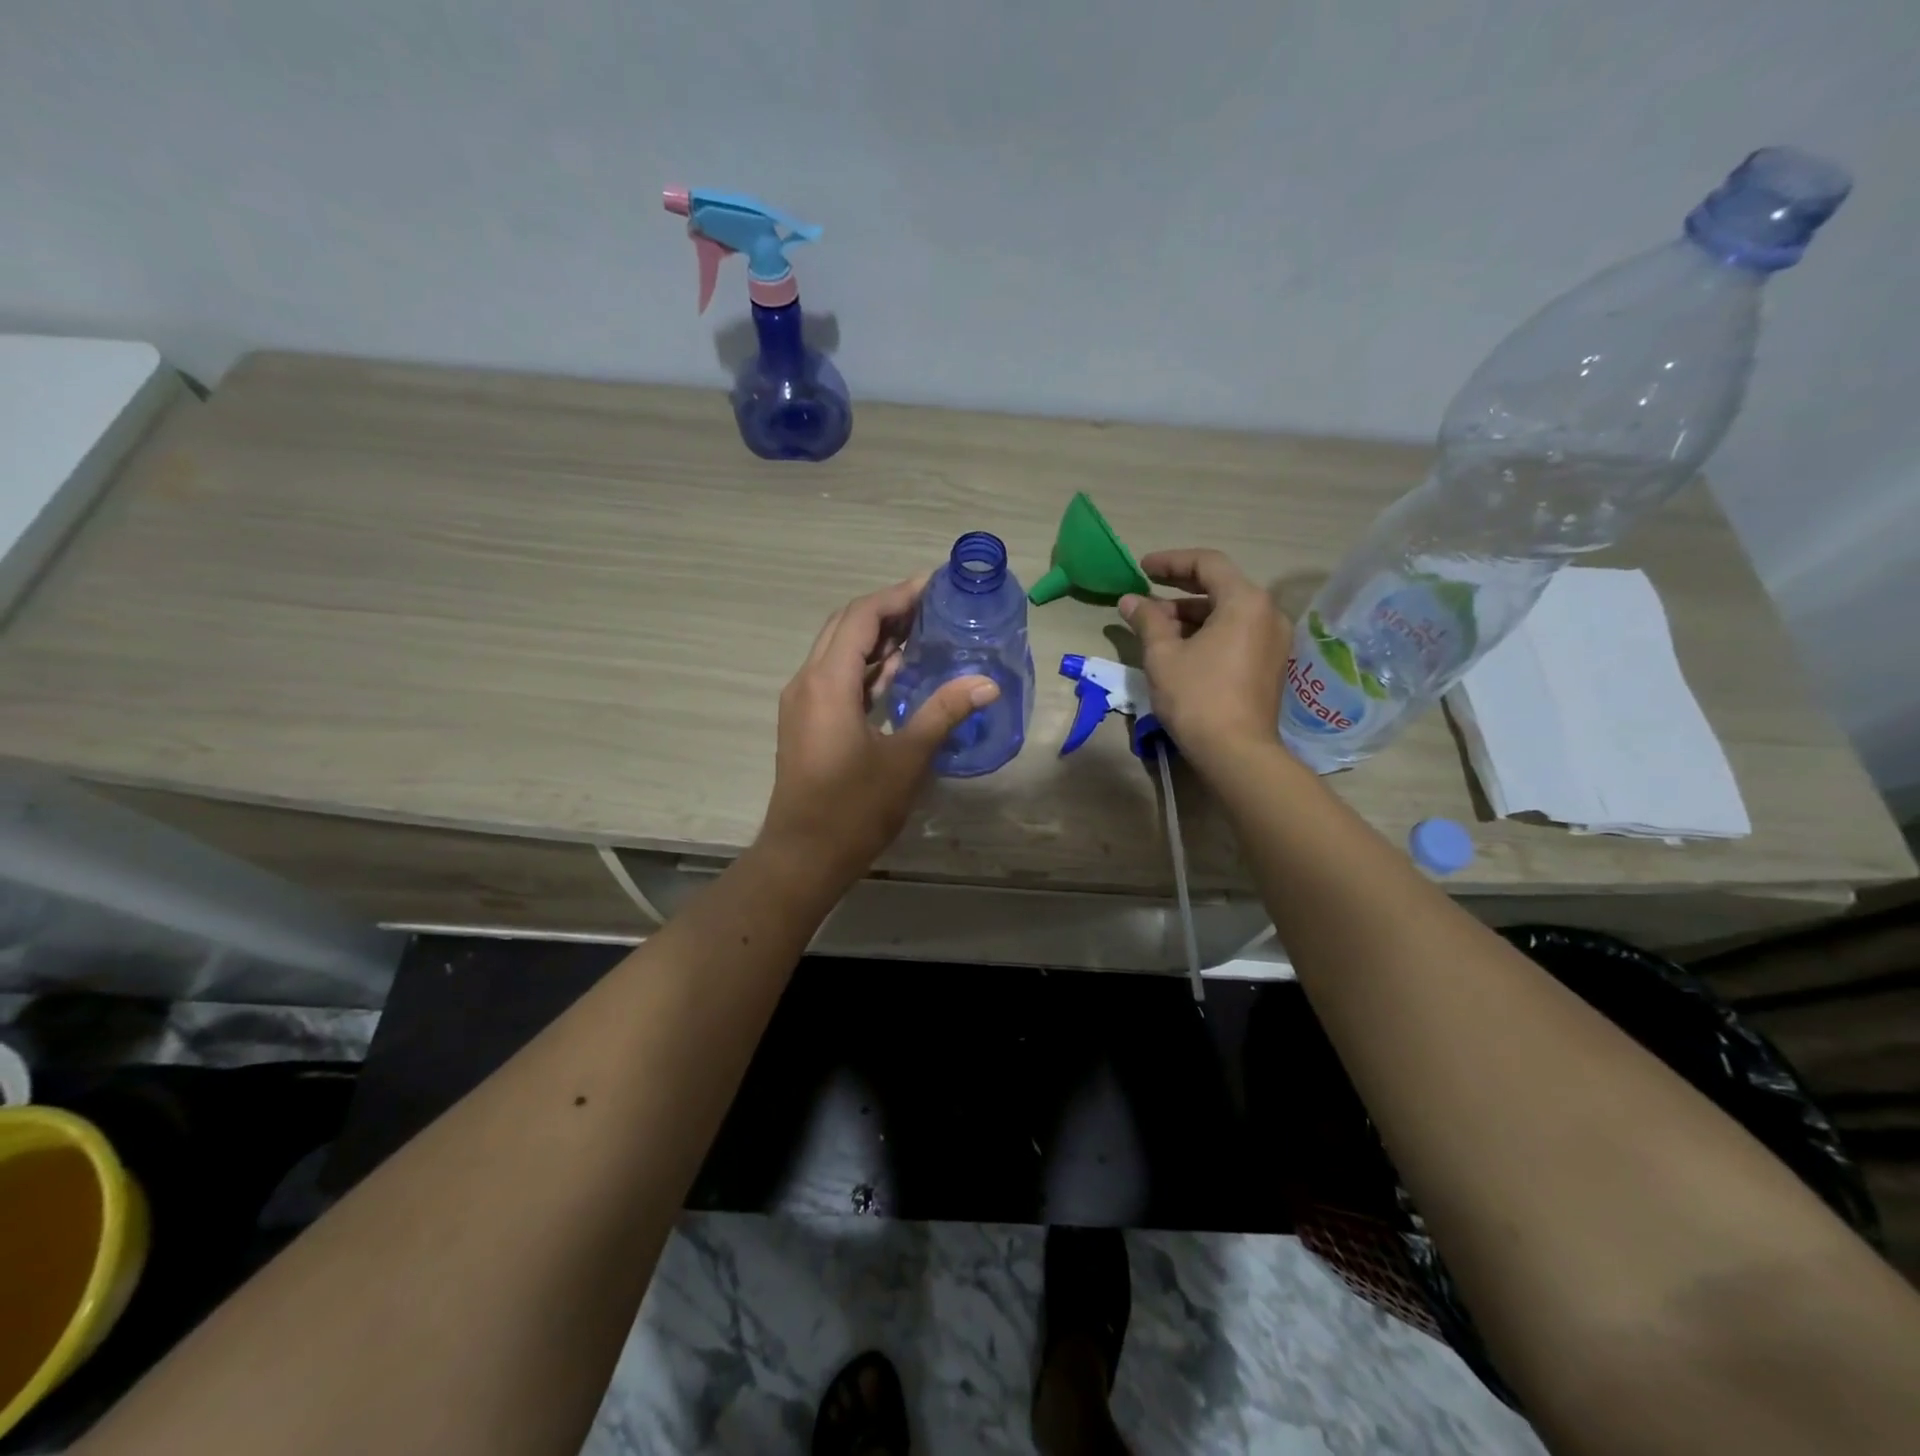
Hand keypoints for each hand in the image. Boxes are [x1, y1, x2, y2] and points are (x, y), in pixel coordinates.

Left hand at [758, 576, 998, 886]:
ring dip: (875, 638)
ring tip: (921, 631)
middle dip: (887, 611)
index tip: (933, 586)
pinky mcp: (806, 723)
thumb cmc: (854, 808)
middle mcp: (807, 682)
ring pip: (838, 652)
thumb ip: (944, 712)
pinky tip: (898, 672)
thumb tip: (987, 683)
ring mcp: (802, 703)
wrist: (803, 856)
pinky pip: (835, 678)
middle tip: (931, 606)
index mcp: (827, 682)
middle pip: (845, 627)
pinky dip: (865, 667)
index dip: (897, 596)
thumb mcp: (906, 758)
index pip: (861, 617)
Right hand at [1119, 548, 1288, 770]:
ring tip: (1155, 625)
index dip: (1171, 561)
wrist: (1236, 752)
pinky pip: (1237, 633)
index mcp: (1245, 601)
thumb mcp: (1163, 655)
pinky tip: (1180, 646)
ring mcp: (1273, 640)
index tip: (1141, 568)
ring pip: (1228, 612)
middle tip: (1145, 593)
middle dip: (1179, 589)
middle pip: (1220, 586)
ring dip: (1191, 613)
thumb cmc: (1197, 697)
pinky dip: (1208, 631)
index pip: (1207, 564)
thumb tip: (1130, 600)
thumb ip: (1147, 620)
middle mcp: (1267, 613)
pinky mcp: (1270, 664)